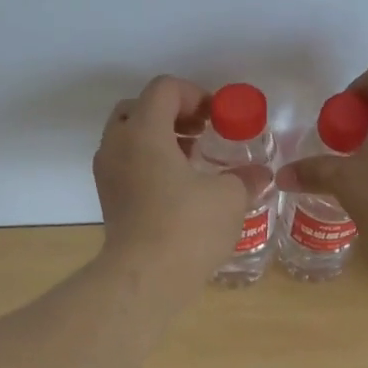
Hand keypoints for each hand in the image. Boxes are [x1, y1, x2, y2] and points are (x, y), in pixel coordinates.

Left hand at [94, 76, 250, 298]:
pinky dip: (147, 164)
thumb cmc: (187, 228)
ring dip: (158, 140)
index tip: (216, 119)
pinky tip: (176, 190)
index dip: (194, 95)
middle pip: (138, 108)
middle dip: (171, 114)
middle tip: (199, 135)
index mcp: (144, 131)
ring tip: (190, 163)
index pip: (164, 89)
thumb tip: (260, 175)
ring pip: (128, 138)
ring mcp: (107, 174)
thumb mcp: (229, 198)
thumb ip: (245, 178)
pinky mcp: (108, 200)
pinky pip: (125, 165)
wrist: (144, 279)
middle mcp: (117, 145)